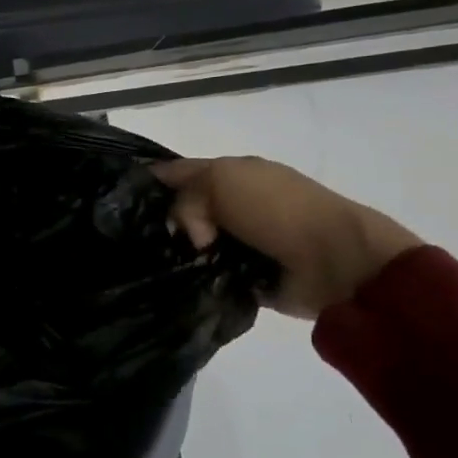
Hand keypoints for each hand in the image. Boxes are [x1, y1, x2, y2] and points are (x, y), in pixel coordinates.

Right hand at [151, 157, 421, 318]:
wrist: (337, 261)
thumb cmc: (277, 210)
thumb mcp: (220, 182)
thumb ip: (185, 197)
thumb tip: (188, 234)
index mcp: (232, 173)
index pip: (178, 172)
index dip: (149, 181)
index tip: (119, 199)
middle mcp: (233, 204)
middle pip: (180, 210)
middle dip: (159, 222)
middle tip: (136, 239)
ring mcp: (241, 241)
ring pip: (191, 245)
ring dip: (178, 254)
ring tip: (155, 266)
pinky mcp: (247, 276)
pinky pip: (209, 276)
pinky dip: (197, 280)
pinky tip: (179, 285)